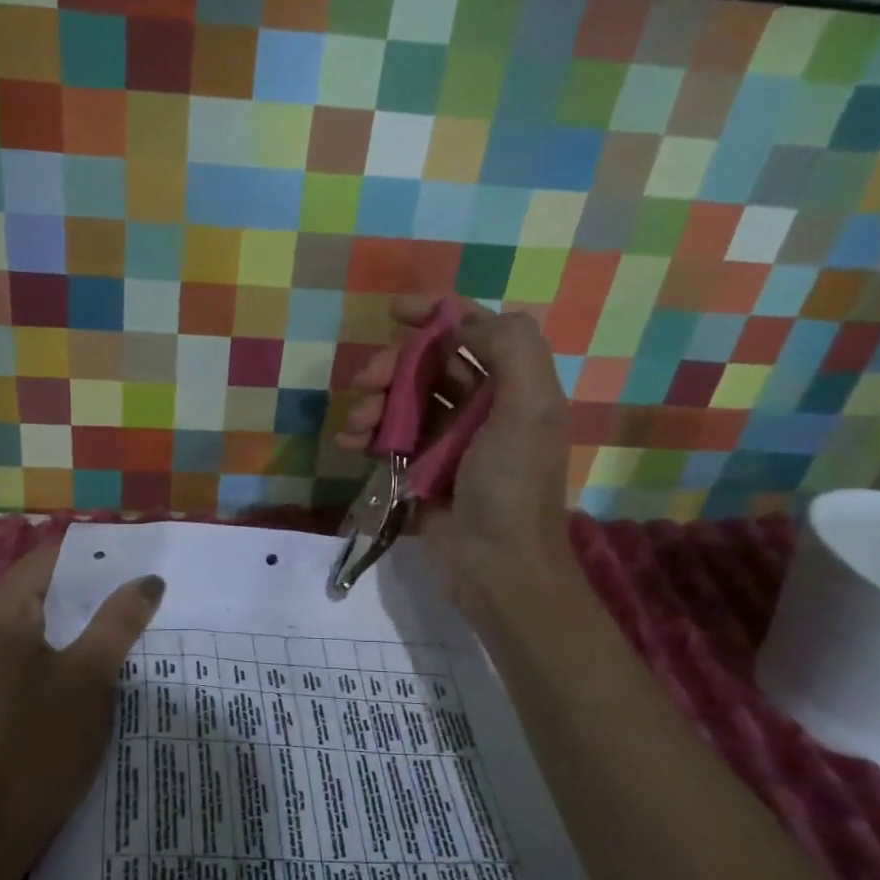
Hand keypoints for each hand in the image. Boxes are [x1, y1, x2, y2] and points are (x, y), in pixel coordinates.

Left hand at [0, 538, 164, 879]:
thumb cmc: (41, 743)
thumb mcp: (91, 675)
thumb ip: (120, 620)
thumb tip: (149, 579)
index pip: (49, 560)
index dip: (95, 560)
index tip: (136, 567)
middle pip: (37, 590)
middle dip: (87, 594)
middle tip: (138, 600)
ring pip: (29, 625)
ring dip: (71, 626)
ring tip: (121, 631)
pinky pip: (16, 653)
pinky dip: (51, 652)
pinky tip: (85, 670)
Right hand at [337, 294, 577, 610]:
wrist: (496, 567)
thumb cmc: (512, 485)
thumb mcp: (528, 409)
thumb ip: (510, 348)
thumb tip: (462, 320)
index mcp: (512, 387)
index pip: (474, 331)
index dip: (437, 313)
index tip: (394, 312)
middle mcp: (481, 407)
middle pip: (428, 365)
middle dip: (391, 367)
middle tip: (364, 383)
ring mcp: (448, 440)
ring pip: (403, 401)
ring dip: (373, 403)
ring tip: (356, 425)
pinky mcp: (421, 471)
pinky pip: (389, 439)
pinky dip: (368, 435)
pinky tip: (351, 444)